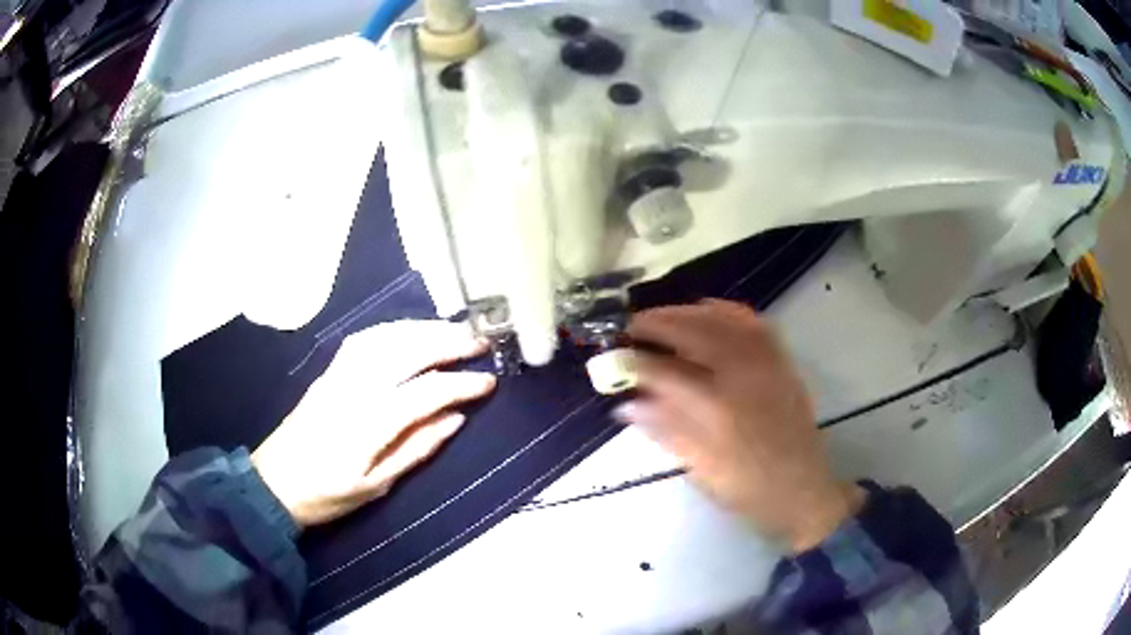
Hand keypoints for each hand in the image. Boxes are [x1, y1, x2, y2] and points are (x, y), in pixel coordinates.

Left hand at [252, 321, 495, 527]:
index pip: (425, 392)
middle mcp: (354, 388)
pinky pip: (364, 338)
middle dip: (448, 343)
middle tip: (480, 342)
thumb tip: (455, 419)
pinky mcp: (328, 372)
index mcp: (368, 423)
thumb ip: (417, 449)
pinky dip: (393, 329)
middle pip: (407, 352)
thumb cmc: (327, 495)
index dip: (461, 385)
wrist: (273, 484)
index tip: (489, 382)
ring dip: (423, 329)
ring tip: (454, 331)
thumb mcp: (376, 486)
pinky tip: (410, 332)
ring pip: (386, 337)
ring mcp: (338, 375)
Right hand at [615, 300, 863, 552]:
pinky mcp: (781, 360)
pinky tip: (706, 312)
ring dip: (685, 312)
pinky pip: (751, 320)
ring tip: (662, 318)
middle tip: (631, 328)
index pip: (663, 371)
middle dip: (655, 323)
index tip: (613, 359)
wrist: (802, 489)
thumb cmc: (747, 488)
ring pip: (720, 318)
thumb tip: (627, 403)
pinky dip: (724, 310)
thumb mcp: (699, 468)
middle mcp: (741, 373)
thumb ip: (664, 429)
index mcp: (716, 408)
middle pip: (691, 330)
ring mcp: (765, 361)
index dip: (633, 362)